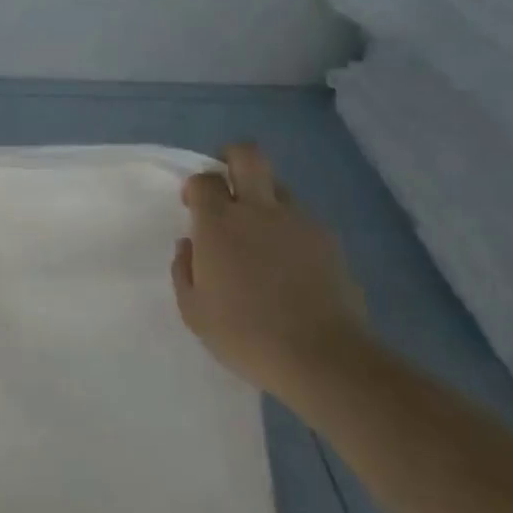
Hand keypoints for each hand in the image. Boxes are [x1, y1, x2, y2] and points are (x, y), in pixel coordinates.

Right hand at [173, 143, 366, 397]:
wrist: (321, 357)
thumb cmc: (245, 335)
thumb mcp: (194, 311)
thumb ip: (184, 270)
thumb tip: (189, 245)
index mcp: (219, 224)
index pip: (204, 179)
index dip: (197, 187)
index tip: (194, 205)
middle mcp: (258, 210)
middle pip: (247, 156)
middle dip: (232, 157)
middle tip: (226, 182)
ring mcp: (298, 221)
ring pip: (278, 187)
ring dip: (263, 198)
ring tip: (260, 233)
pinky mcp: (328, 240)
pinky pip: (301, 219)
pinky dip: (289, 229)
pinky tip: (288, 262)